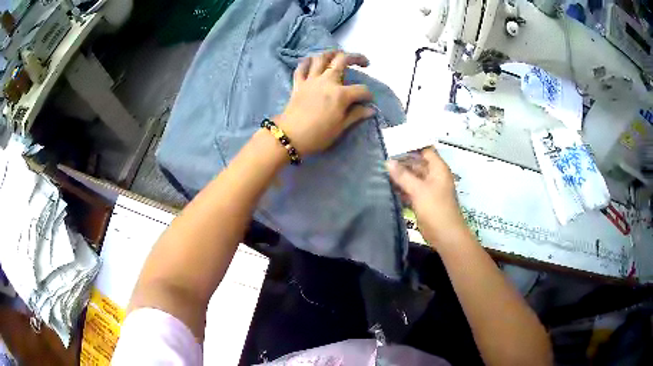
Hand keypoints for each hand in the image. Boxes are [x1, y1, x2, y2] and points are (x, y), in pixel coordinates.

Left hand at [274, 51, 375, 154]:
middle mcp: (327, 81)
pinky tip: (312, 61)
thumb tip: (371, 110)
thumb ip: (356, 115)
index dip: (368, 95)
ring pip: (321, 58)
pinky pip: (301, 67)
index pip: (361, 89)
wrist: (290, 136)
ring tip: (339, 55)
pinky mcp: (298, 83)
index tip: (369, 102)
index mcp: (341, 94)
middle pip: (342, 60)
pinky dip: (307, 62)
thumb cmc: (318, 135)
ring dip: (332, 53)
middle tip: (363, 62)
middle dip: (356, 58)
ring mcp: (311, 80)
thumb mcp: (341, 127)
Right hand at [386, 148, 470, 248]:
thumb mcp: (418, 189)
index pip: (425, 150)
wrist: (445, 234)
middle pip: (418, 163)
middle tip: (383, 159)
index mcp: (438, 169)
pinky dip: (402, 188)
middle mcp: (434, 176)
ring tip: (381, 172)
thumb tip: (388, 161)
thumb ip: (402, 175)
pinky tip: (388, 187)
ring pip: (413, 177)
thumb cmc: (435, 208)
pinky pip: (411, 190)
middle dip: (402, 162)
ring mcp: (429, 189)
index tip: (393, 145)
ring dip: (400, 176)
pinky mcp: (423, 200)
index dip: (411, 147)